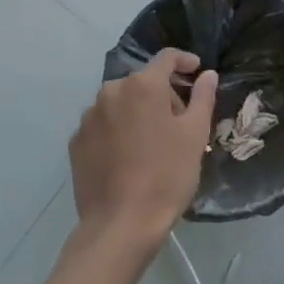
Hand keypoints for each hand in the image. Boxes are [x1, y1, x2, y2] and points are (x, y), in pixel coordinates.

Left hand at [70, 49, 216, 251]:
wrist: (120, 226)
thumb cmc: (166, 176)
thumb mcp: (195, 135)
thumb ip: (203, 97)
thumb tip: (207, 74)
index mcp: (142, 85)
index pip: (166, 58)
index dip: (184, 61)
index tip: (197, 72)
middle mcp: (111, 91)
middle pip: (143, 82)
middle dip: (163, 94)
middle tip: (180, 121)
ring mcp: (89, 117)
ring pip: (121, 103)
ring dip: (138, 112)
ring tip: (152, 142)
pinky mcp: (76, 142)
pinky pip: (103, 125)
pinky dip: (117, 130)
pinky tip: (128, 157)